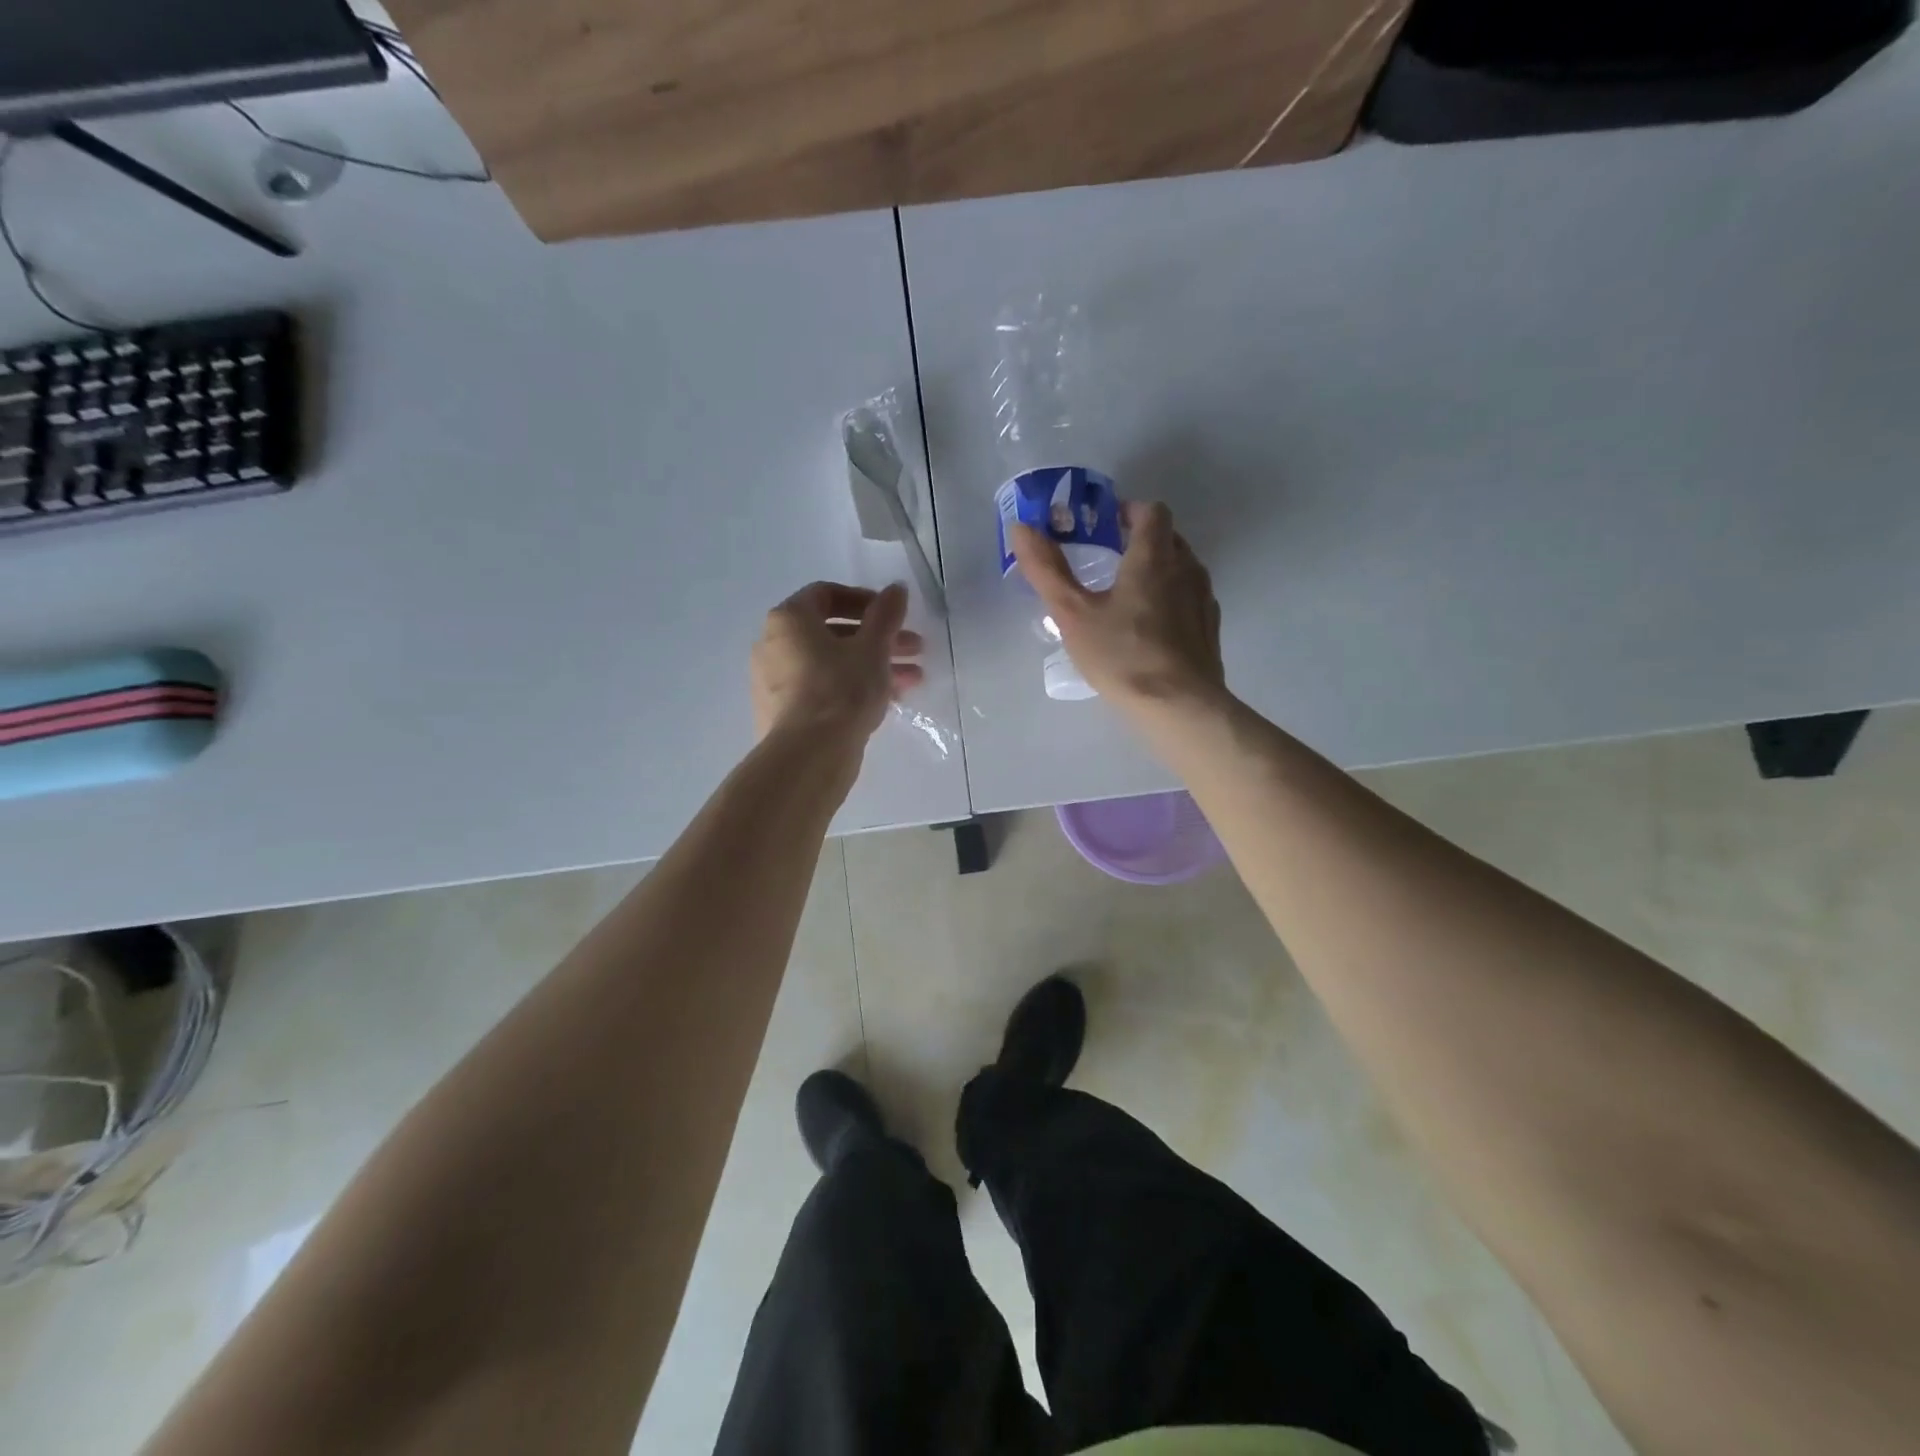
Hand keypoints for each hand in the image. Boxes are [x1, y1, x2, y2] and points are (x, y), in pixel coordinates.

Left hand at [752, 581, 923, 741]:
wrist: (808, 756)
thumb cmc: (841, 690)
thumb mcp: (873, 648)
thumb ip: (886, 614)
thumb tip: (896, 588)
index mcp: (788, 619)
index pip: (826, 594)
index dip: (865, 600)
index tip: (894, 615)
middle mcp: (773, 645)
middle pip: (833, 632)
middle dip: (879, 639)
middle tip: (915, 649)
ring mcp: (775, 682)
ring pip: (831, 663)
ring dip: (873, 666)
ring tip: (912, 681)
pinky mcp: (783, 713)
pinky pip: (822, 689)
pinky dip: (852, 688)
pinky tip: (887, 702)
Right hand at [1012, 502, 1224, 715]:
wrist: (1179, 706)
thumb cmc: (1122, 655)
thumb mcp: (1073, 614)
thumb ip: (1047, 570)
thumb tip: (1022, 528)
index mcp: (1153, 557)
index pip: (1150, 510)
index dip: (1127, 510)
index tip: (1102, 525)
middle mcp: (1185, 567)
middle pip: (1167, 536)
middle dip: (1139, 539)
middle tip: (1106, 558)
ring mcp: (1202, 598)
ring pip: (1181, 567)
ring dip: (1156, 569)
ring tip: (1126, 594)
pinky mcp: (1209, 628)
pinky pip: (1189, 597)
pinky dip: (1170, 597)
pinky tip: (1149, 627)